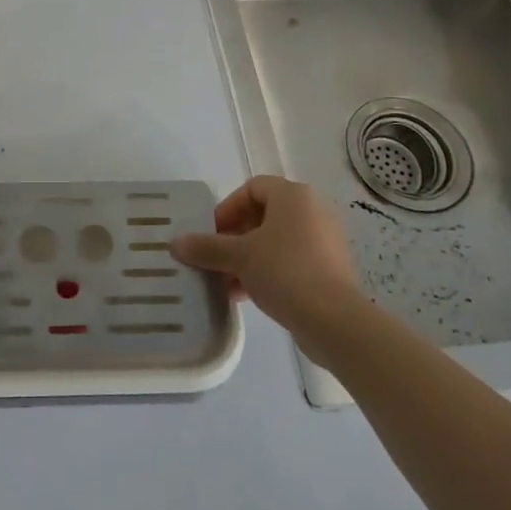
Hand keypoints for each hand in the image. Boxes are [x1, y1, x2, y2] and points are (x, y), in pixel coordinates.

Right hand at [170, 176, 365, 343]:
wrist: (335, 321)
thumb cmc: (285, 271)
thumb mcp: (239, 257)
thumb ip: (206, 247)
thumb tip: (175, 243)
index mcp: (293, 196)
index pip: (252, 188)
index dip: (227, 208)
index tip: (212, 234)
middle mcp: (312, 211)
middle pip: (263, 216)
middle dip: (234, 238)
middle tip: (215, 259)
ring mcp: (324, 241)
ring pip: (275, 242)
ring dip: (248, 258)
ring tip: (226, 283)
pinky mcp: (330, 269)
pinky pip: (291, 261)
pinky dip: (268, 271)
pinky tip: (247, 296)